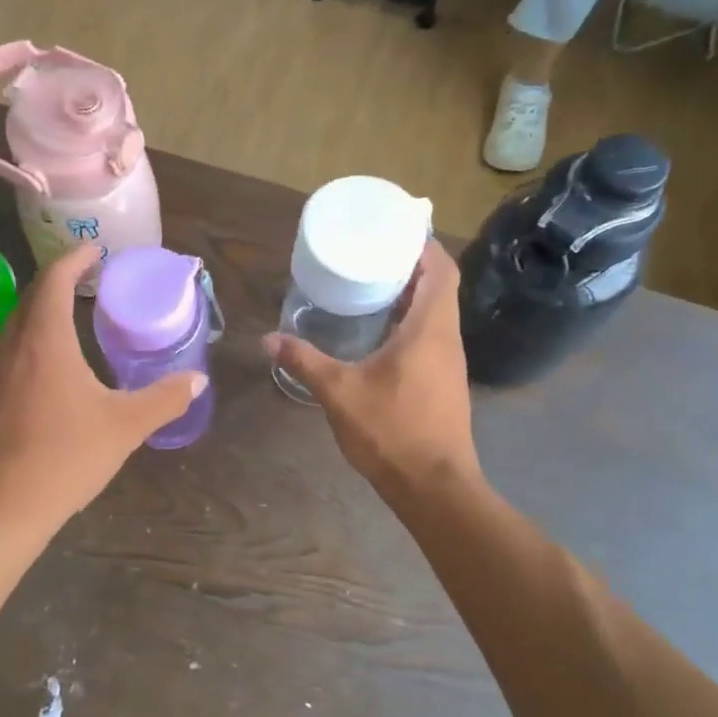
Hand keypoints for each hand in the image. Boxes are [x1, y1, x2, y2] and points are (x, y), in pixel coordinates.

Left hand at [0, 244, 206, 531]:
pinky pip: (11, 351)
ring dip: (43, 311)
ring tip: (72, 316)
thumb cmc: (65, 455)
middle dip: (59, 281)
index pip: (54, 279)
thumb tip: (198, 379)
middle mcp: (13, 345)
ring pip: (18, 325)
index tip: (95, 250)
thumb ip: (164, 398)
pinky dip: (33, 339)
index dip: (74, 259)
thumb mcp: (125, 426)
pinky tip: (51, 366)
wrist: (1, 506)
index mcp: (45, 339)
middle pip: (32, 297)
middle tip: (89, 280)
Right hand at [263, 240, 476, 490]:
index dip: (422, 244)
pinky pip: (431, 337)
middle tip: (370, 255)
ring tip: (370, 288)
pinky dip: (409, 323)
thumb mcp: (339, 393)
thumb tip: (267, 340)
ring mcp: (450, 363)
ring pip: (435, 314)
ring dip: (410, 296)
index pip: (441, 269)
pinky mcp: (444, 383)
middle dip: (409, 266)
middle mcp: (447, 338)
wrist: (433, 485)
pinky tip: (378, 336)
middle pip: (439, 287)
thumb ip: (304, 361)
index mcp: (430, 329)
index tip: (394, 230)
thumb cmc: (391, 431)